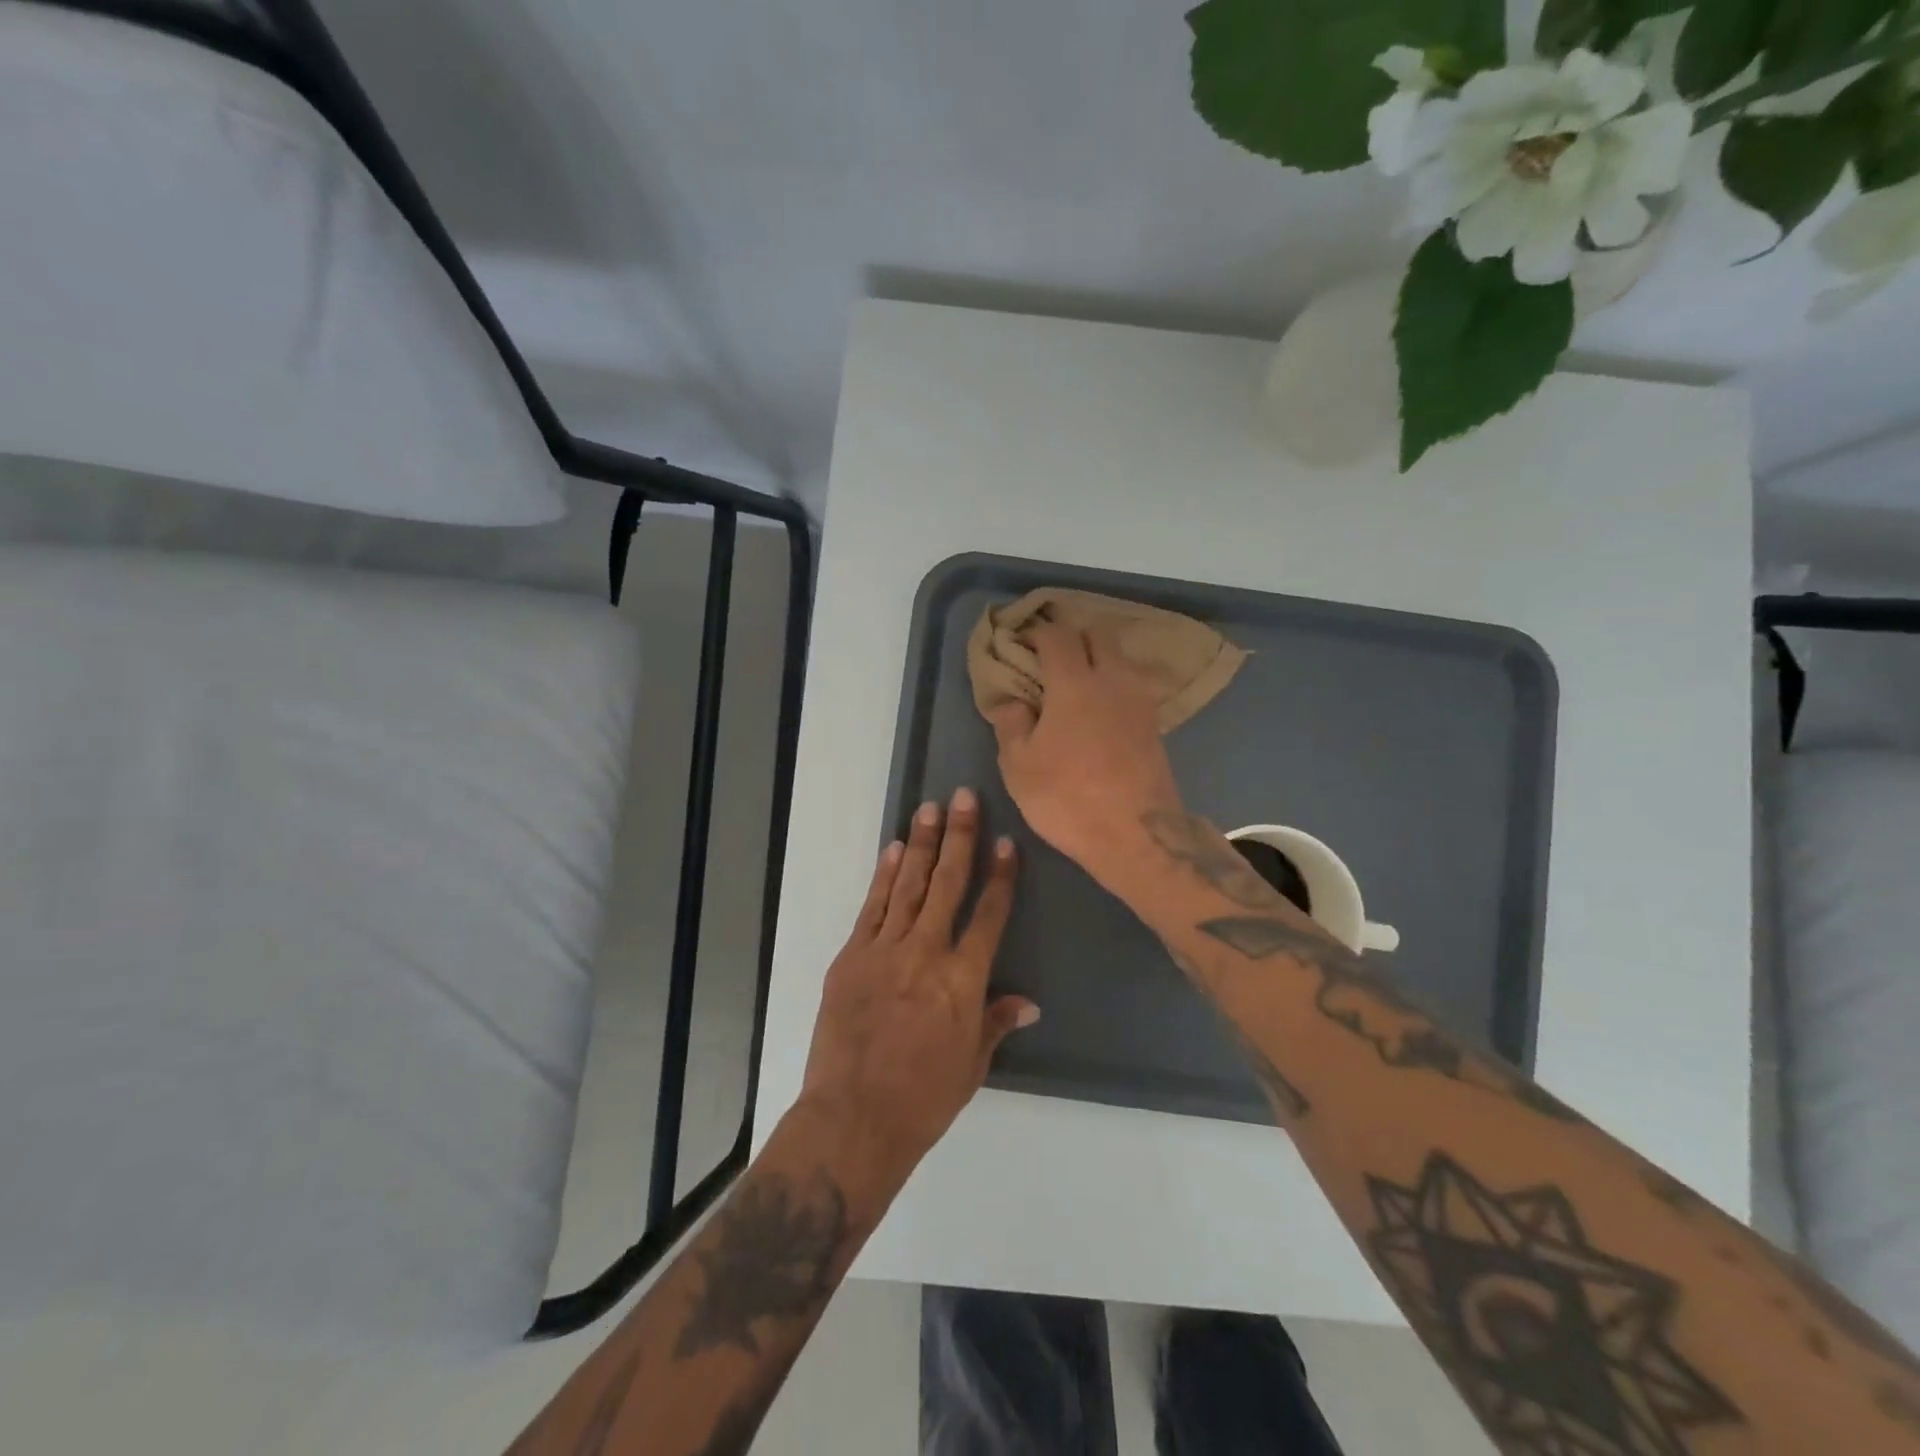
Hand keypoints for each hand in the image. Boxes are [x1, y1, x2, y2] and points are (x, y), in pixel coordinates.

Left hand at [799, 788, 1037, 1182]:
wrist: (853, 1118)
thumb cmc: (923, 1099)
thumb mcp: (972, 1064)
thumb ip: (997, 1021)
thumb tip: (1029, 1001)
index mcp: (963, 979)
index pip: (989, 915)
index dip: (1000, 877)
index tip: (1006, 843)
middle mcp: (926, 952)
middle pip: (948, 885)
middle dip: (960, 838)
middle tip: (965, 798)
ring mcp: (885, 950)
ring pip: (909, 886)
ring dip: (922, 845)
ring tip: (931, 809)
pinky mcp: (852, 956)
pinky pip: (873, 907)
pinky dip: (885, 877)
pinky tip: (895, 851)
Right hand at [990, 621, 1185, 881]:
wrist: (1136, 834)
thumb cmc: (1067, 797)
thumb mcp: (1019, 766)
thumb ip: (1011, 724)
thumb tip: (1012, 701)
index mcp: (1074, 682)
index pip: (1056, 635)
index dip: (1036, 632)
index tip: (1021, 644)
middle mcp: (1112, 680)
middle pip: (1097, 635)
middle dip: (1072, 637)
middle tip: (1049, 658)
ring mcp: (1139, 700)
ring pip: (1118, 659)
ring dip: (1096, 660)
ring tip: (1074, 685)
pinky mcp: (1154, 724)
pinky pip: (1129, 686)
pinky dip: (1112, 685)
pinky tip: (1097, 710)